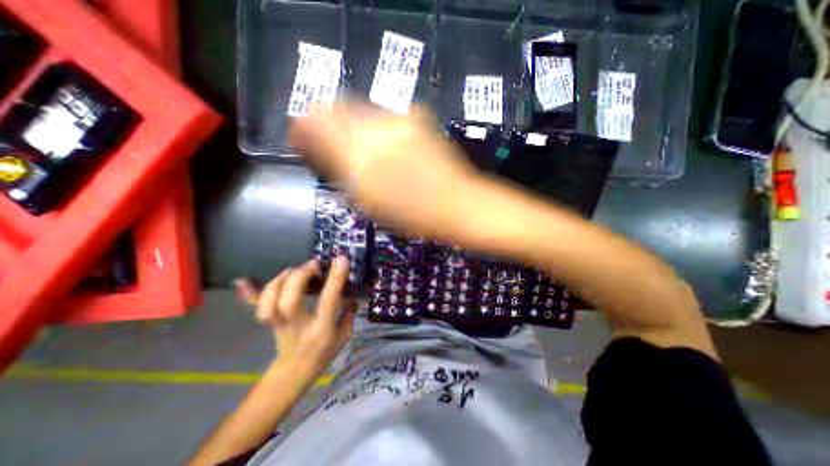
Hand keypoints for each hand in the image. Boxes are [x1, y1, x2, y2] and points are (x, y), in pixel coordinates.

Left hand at [233, 256, 356, 376]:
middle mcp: (298, 326)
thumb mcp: (344, 335)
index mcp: (321, 329)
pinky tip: (242, 281)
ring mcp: (279, 324)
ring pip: (269, 302)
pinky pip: (254, 307)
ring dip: (281, 280)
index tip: (341, 259)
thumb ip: (348, 312)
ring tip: (294, 270)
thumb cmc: (323, 352)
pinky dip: (248, 293)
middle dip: (300, 277)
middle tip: (313, 265)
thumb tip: (348, 290)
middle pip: (289, 300)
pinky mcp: (268, 322)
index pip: (328, 301)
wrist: (294, 372)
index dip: (335, 278)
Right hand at [292, 101, 484, 240]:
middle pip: (338, 107)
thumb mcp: (368, 201)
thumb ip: (341, 172)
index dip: (305, 127)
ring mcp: (400, 121)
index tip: (301, 136)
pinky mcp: (418, 119)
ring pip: (361, 108)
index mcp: (360, 158)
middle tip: (328, 138)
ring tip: (359, 144)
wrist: (456, 204)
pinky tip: (384, 143)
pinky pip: (386, 114)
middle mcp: (377, 130)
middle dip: (326, 119)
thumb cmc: (412, 214)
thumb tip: (318, 150)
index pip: (317, 124)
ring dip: (352, 122)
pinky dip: (376, 125)